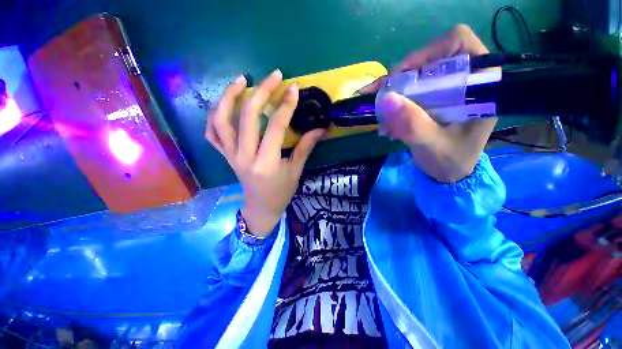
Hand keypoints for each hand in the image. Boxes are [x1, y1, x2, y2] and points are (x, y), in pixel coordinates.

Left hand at [205, 70, 324, 235]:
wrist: (261, 207)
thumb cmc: (281, 192)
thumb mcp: (296, 171)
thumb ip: (305, 147)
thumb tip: (320, 129)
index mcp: (266, 162)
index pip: (275, 126)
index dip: (286, 105)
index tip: (294, 88)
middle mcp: (244, 156)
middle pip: (248, 116)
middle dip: (262, 92)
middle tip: (273, 76)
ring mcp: (230, 155)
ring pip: (221, 120)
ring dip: (229, 97)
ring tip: (242, 80)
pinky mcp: (225, 156)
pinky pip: (212, 133)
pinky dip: (214, 117)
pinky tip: (224, 105)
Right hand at [361, 24, 496, 182]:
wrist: (450, 174)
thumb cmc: (450, 161)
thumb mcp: (433, 145)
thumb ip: (413, 124)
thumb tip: (386, 99)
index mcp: (480, 85)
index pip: (457, 43)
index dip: (426, 54)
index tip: (401, 78)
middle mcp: (464, 80)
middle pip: (430, 59)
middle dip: (401, 78)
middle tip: (381, 98)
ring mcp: (447, 90)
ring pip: (416, 77)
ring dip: (394, 94)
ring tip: (381, 116)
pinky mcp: (433, 100)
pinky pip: (409, 93)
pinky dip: (394, 105)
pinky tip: (386, 123)